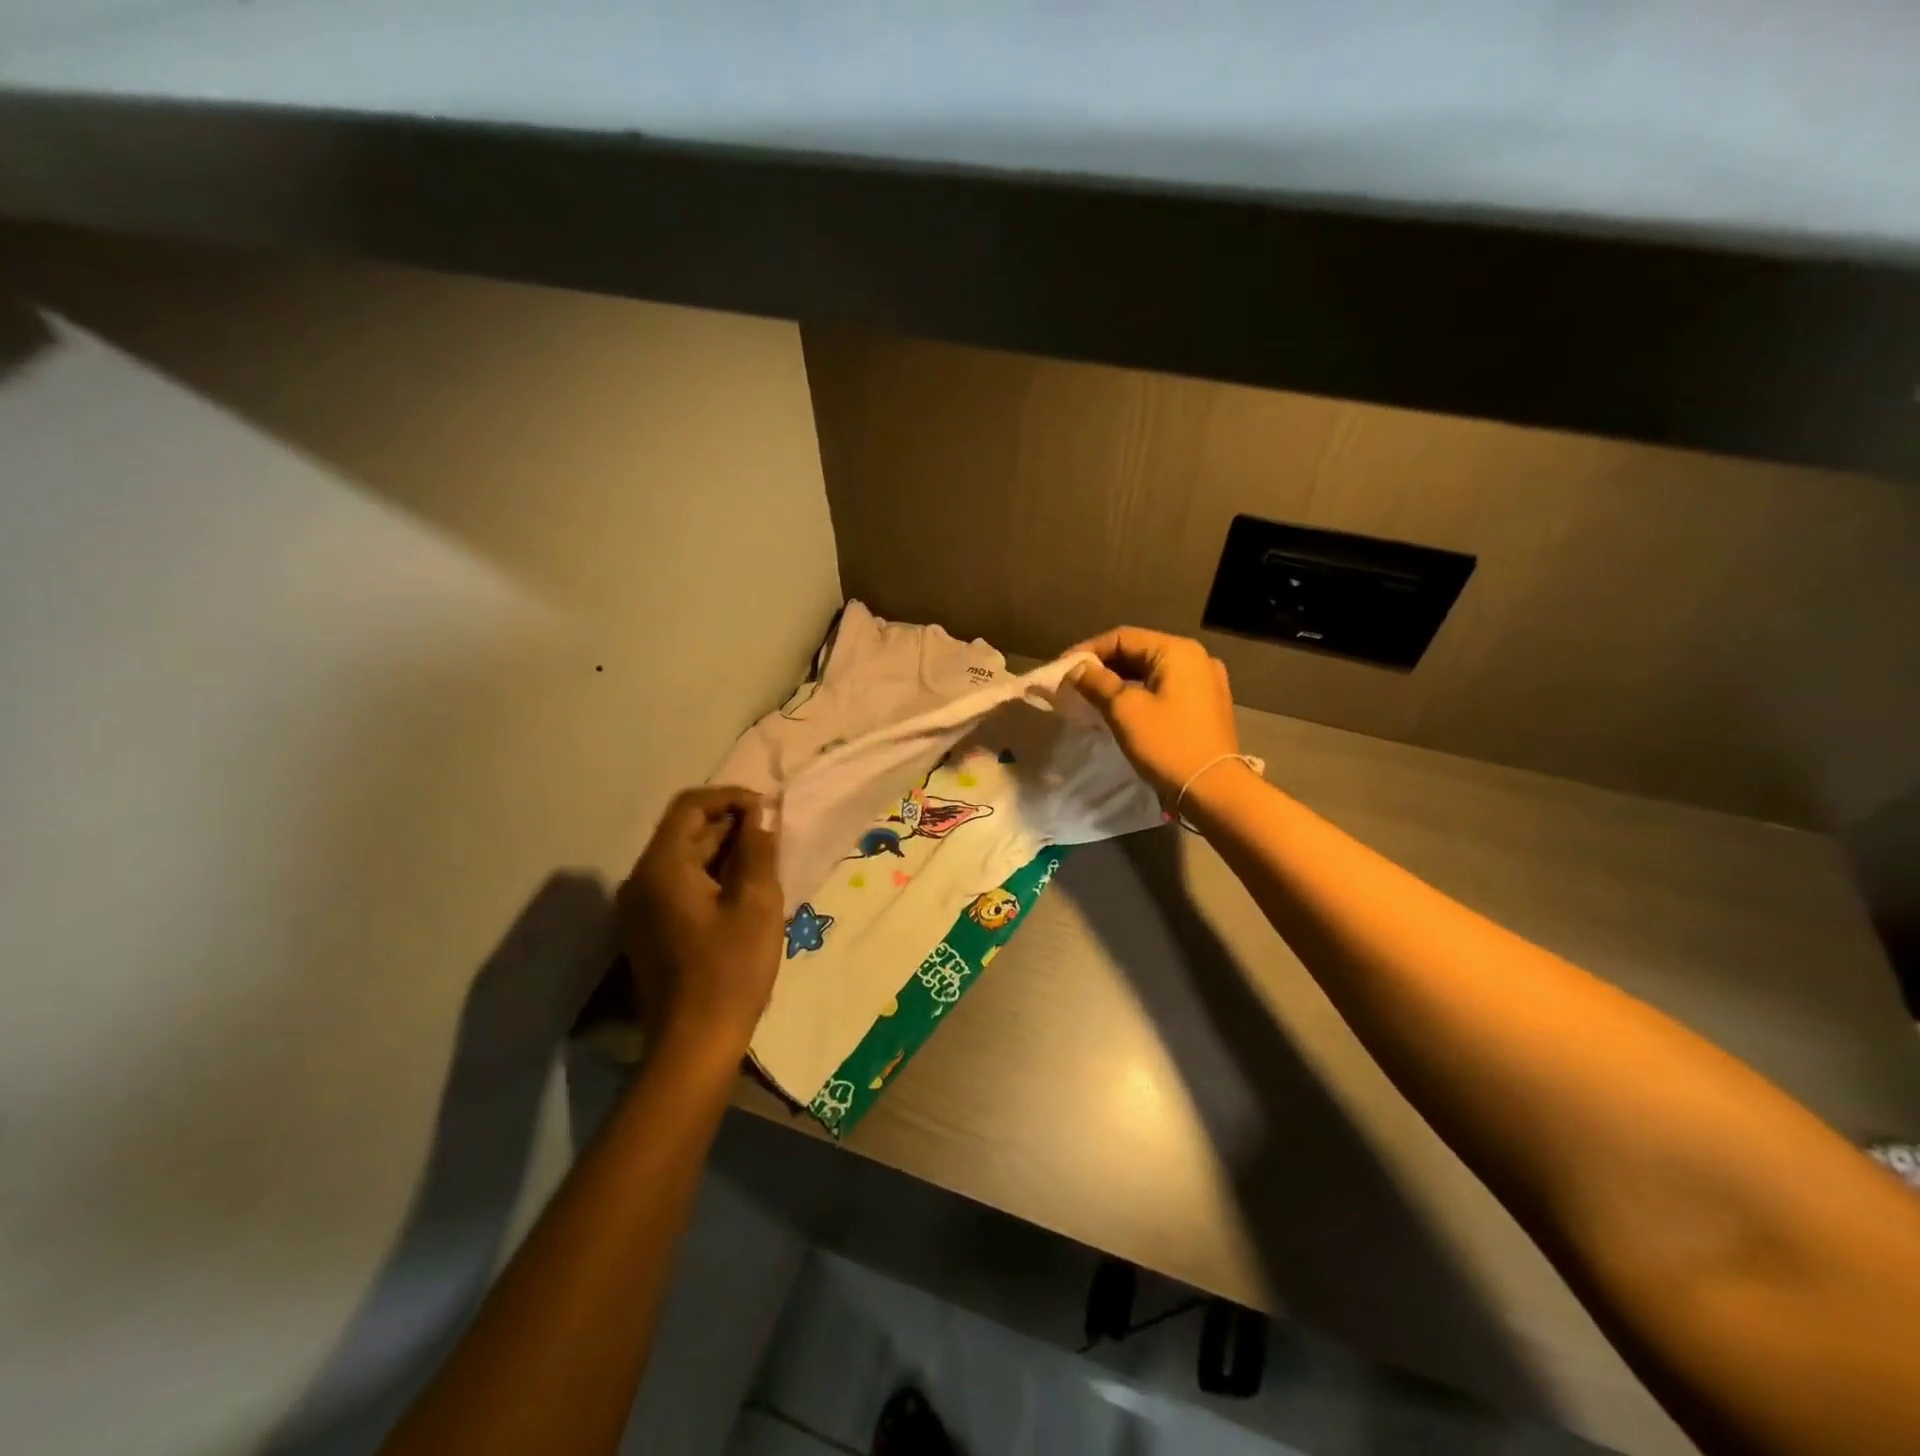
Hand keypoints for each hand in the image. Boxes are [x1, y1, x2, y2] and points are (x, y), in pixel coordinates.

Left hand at [617, 786, 783, 1063]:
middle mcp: (642, 880)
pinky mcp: (649, 928)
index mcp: (662, 867)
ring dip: (723, 850)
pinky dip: (712, 875)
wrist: (694, 1044)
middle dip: (730, 824)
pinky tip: (744, 889)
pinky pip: (680, 884)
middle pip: (684, 831)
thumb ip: (757, 850)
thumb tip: (759, 815)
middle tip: (773, 834)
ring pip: (683, 858)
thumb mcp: (757, 903)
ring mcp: (641, 907)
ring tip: (766, 859)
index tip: (768, 809)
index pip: (690, 806)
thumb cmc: (731, 970)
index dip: (731, 797)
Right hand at [1071, 627, 1243, 806]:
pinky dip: (1140, 693)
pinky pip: (1165, 688)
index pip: (1123, 637)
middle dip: (1103, 666)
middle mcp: (1196, 658)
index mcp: (1177, 651)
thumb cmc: (1167, 745)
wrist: (1214, 790)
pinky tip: (1121, 708)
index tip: (1062, 669)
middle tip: (1073, 683)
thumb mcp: (1124, 710)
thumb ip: (1097, 683)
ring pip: (1151, 672)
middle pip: (1138, 651)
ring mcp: (1205, 682)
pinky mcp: (1206, 705)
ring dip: (1120, 680)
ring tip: (1092, 696)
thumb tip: (1077, 669)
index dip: (1088, 650)